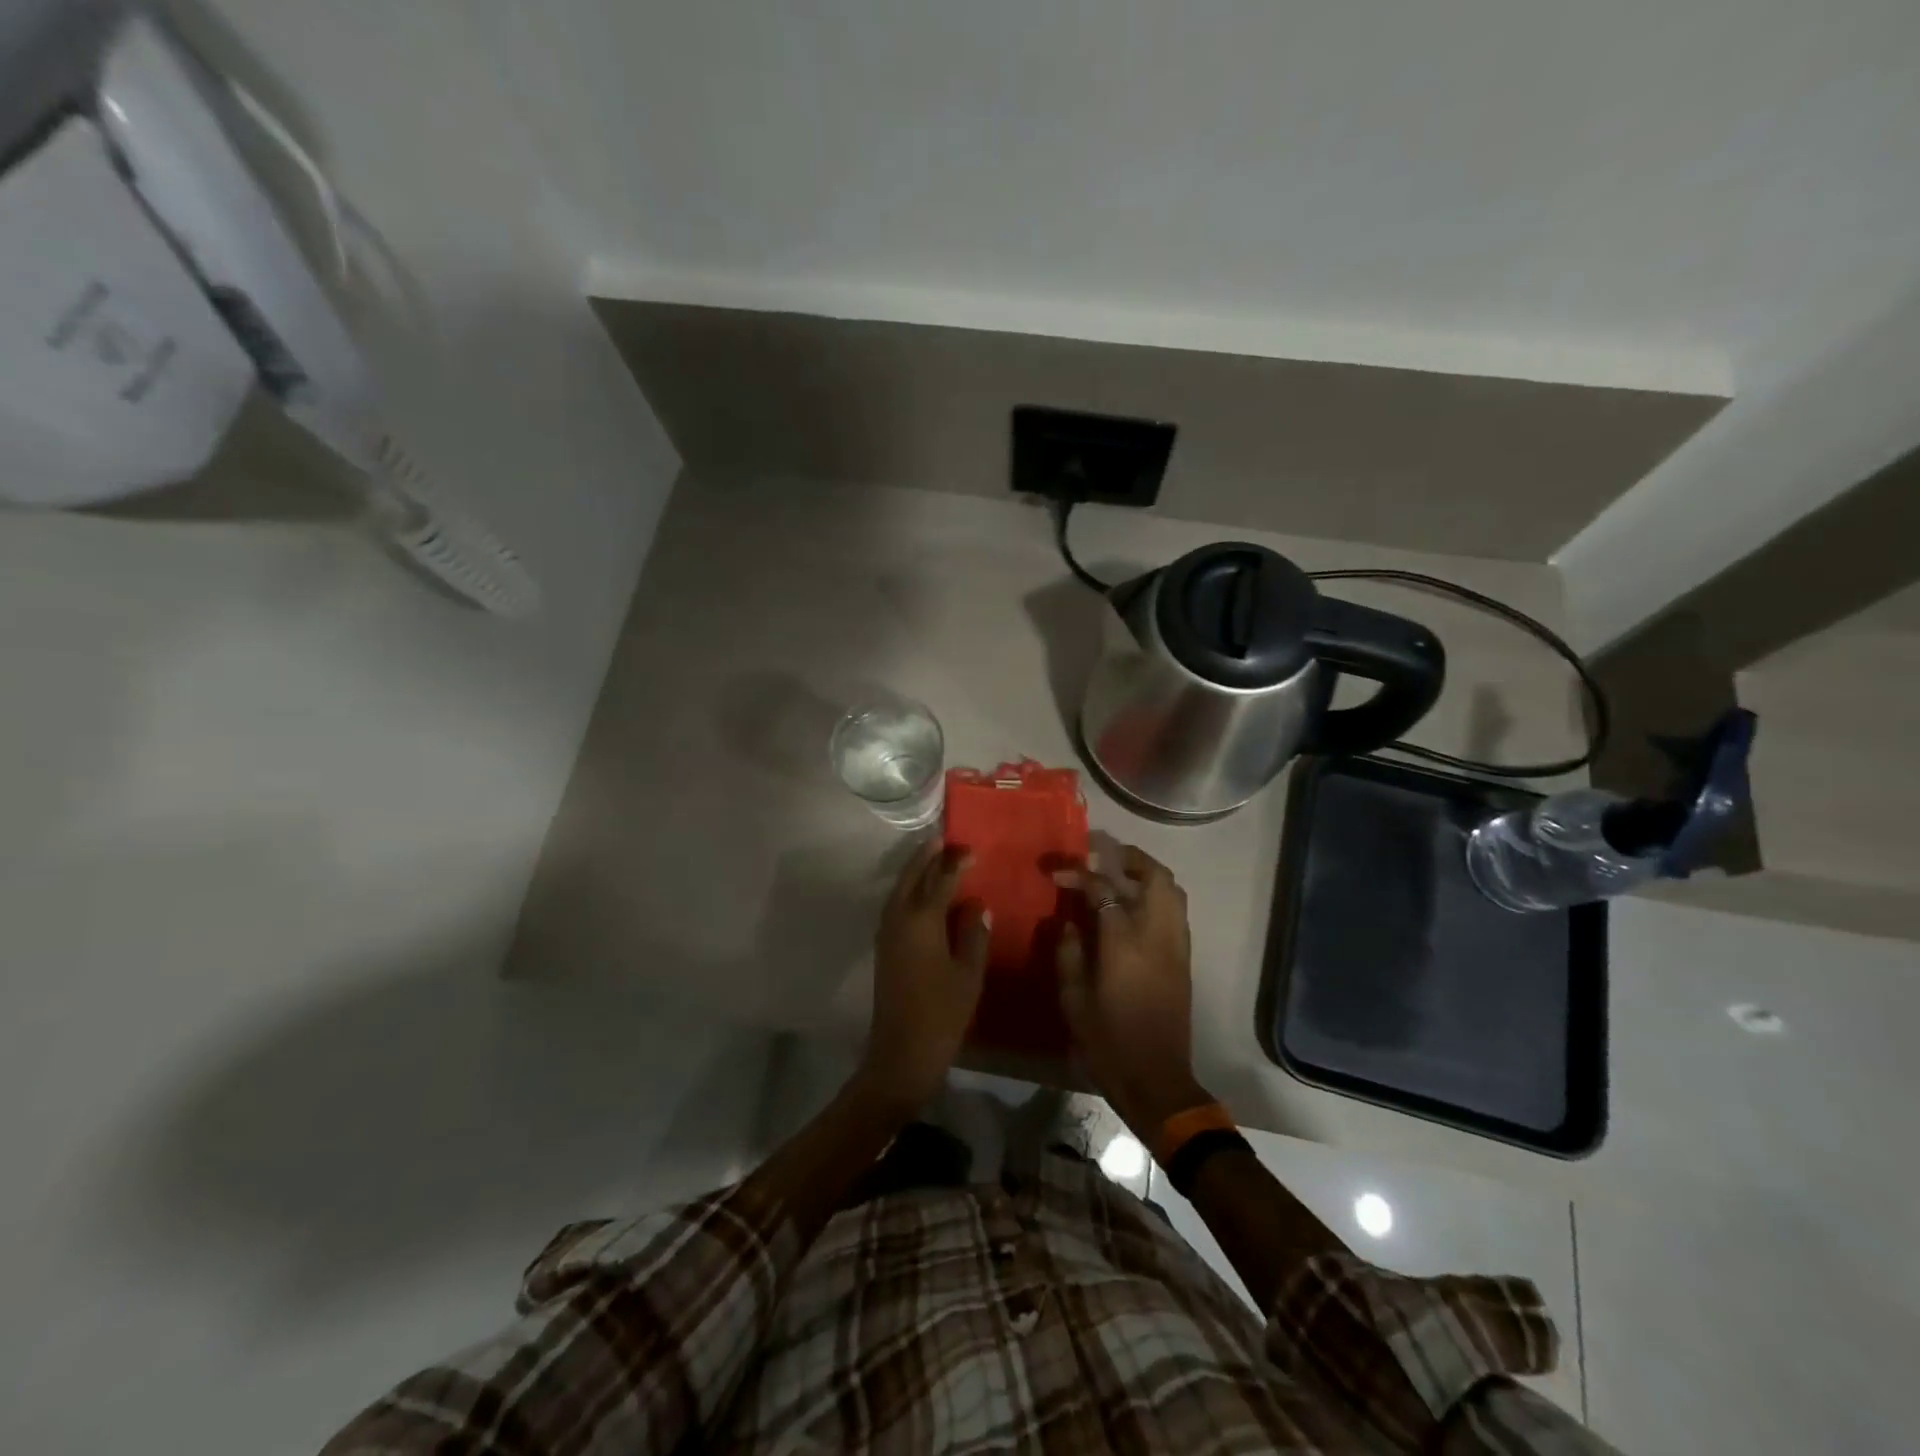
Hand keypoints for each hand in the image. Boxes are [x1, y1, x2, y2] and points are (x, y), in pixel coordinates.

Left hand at [859, 841, 991, 1112]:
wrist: (902, 1051)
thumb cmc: (943, 1012)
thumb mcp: (969, 972)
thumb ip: (973, 933)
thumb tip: (976, 904)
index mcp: (922, 920)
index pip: (941, 879)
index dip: (956, 862)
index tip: (971, 847)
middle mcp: (899, 918)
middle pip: (912, 877)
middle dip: (926, 856)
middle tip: (943, 839)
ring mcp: (887, 932)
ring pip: (900, 889)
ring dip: (915, 871)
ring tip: (933, 857)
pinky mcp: (884, 946)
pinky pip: (896, 905)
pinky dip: (909, 891)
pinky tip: (922, 894)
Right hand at [1054, 835, 1209, 1135]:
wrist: (1156, 1079)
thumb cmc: (1108, 1041)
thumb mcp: (1074, 999)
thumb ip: (1068, 953)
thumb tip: (1067, 922)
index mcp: (1124, 942)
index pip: (1104, 890)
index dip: (1080, 875)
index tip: (1059, 873)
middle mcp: (1156, 934)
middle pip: (1154, 877)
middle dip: (1128, 858)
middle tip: (1102, 855)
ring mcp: (1176, 945)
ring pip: (1172, 891)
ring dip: (1147, 874)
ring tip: (1120, 874)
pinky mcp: (1184, 959)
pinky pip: (1175, 911)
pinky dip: (1157, 896)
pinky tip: (1134, 906)